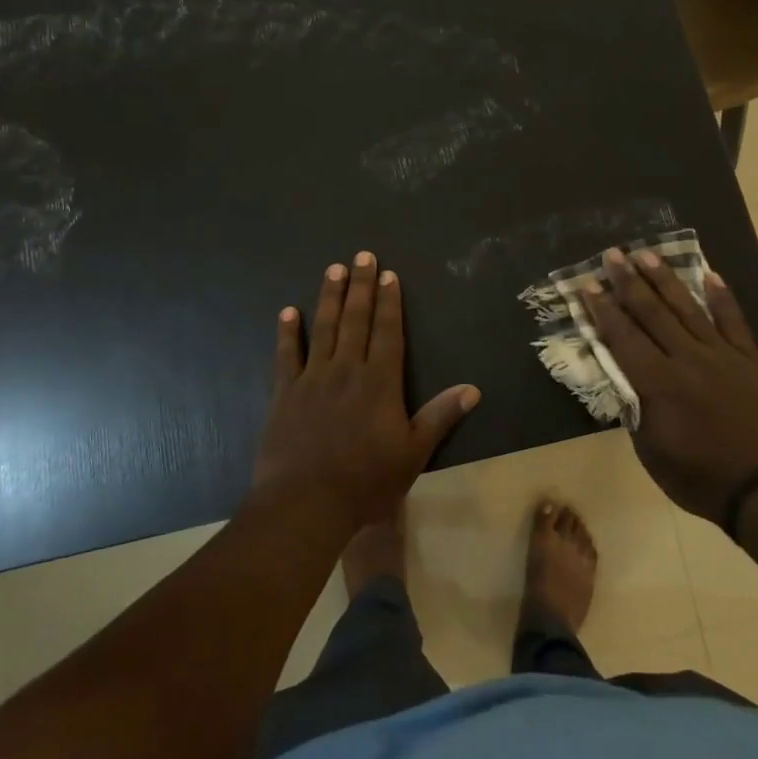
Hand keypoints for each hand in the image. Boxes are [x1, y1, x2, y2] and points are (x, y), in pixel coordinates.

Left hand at [252, 251, 480, 530]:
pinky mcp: (285, 393)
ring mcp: (313, 379)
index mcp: (380, 382)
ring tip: (333, 270)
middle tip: (362, 256)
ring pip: (323, 328)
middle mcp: (347, 370)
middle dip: (361, 286)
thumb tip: (473, 389)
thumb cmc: (366, 481)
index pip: (388, 332)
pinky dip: (287, 332)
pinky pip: (286, 355)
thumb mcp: (414, 453)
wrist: (306, 502)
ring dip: (329, 297)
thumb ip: (440, 416)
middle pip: (356, 320)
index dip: (390, 302)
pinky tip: (288, 311)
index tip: (389, 274)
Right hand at [586, 249, 757, 525]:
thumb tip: (626, 380)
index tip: (588, 285)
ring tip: (647, 254)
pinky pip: (734, 322)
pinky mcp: (749, 361)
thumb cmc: (698, 478)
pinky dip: (722, 297)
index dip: (603, 310)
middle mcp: (686, 359)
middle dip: (629, 282)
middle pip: (652, 313)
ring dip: (665, 280)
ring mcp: (721, 356)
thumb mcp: (651, 452)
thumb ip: (636, 409)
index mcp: (658, 384)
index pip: (623, 337)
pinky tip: (710, 274)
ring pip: (688, 309)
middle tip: (613, 254)